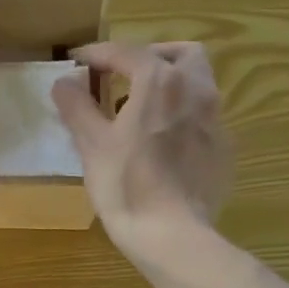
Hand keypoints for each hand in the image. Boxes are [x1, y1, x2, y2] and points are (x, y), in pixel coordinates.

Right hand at [52, 41, 231, 263]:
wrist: (173, 235)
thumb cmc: (126, 186)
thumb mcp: (92, 145)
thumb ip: (77, 107)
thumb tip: (64, 82)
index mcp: (160, 82)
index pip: (127, 52)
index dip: (98, 53)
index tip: (78, 61)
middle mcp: (196, 90)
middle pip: (180, 54)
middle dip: (150, 57)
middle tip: (123, 76)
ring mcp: (216, 120)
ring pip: (198, 84)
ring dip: (170, 85)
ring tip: (142, 109)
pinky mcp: (224, 149)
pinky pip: (204, 117)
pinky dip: (182, 115)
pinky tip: (163, 141)